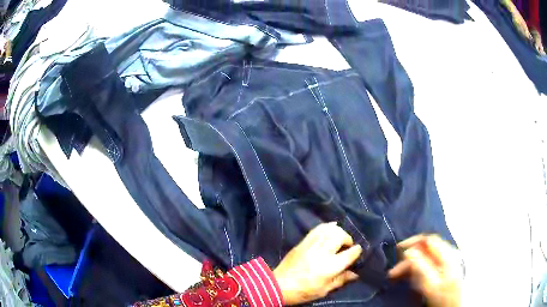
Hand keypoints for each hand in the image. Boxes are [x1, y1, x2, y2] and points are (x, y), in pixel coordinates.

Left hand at [273, 222, 362, 304]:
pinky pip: (317, 229)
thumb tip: (356, 274)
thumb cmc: (303, 292)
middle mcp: (323, 253)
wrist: (278, 286)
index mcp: (330, 267)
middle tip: (347, 245)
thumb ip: (341, 280)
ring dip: (338, 231)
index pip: (350, 253)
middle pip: (340, 236)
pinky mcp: (302, 243)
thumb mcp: (324, 290)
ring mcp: (311, 246)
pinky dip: (326, 226)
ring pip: (329, 230)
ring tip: (339, 238)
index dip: (357, 251)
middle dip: (348, 238)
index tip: (358, 251)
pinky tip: (330, 228)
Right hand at [388, 234, 461, 306]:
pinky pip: (426, 263)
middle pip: (425, 249)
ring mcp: (445, 262)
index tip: (397, 250)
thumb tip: (408, 251)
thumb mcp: (430, 284)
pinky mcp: (442, 269)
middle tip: (393, 272)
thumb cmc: (441, 298)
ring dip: (409, 265)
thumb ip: (421, 266)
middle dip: (408, 258)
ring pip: (424, 257)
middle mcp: (447, 255)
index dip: (413, 242)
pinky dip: (415, 269)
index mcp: (447, 256)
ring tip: (396, 276)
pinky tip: (408, 277)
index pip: (429, 240)